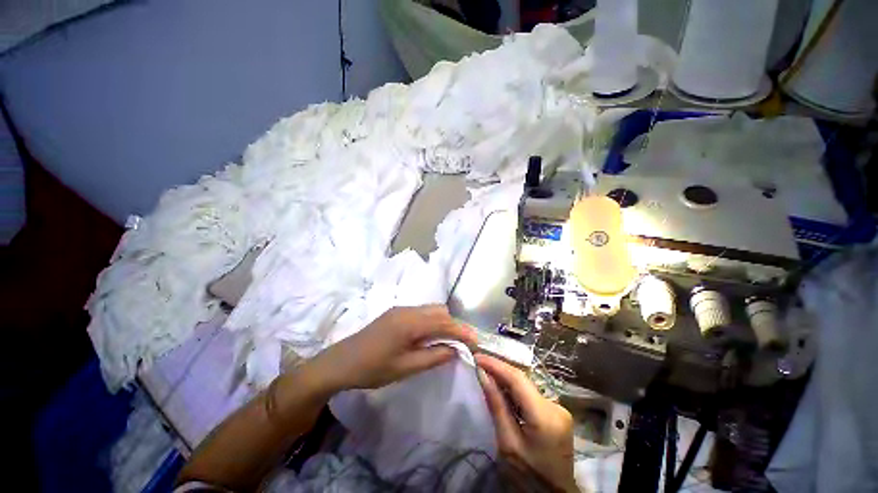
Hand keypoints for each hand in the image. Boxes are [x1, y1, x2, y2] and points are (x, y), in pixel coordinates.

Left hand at [314, 305, 476, 390]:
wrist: (341, 362)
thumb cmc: (373, 368)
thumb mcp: (405, 368)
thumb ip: (433, 357)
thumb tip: (455, 350)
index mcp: (411, 322)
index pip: (444, 322)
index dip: (462, 331)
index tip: (476, 341)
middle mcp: (408, 310)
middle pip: (439, 311)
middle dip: (454, 325)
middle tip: (461, 343)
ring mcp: (401, 309)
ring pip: (431, 309)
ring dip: (442, 322)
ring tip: (447, 341)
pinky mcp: (396, 313)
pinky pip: (421, 312)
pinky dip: (431, 321)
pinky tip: (428, 336)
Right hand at [476, 354, 577, 492]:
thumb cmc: (528, 476)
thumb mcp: (508, 444)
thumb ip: (496, 406)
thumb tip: (482, 375)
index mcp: (545, 416)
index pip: (518, 379)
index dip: (496, 364)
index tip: (477, 357)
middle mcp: (556, 406)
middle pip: (523, 379)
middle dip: (499, 368)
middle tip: (479, 362)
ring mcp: (559, 408)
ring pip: (527, 384)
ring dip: (506, 377)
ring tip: (486, 370)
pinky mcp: (557, 412)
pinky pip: (531, 393)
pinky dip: (515, 388)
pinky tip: (502, 387)